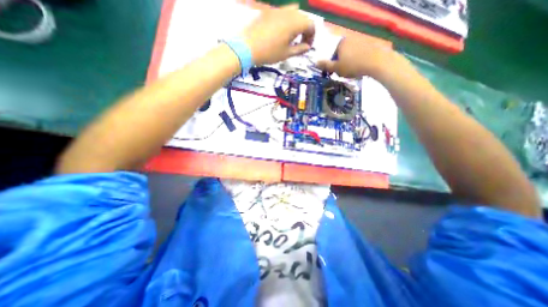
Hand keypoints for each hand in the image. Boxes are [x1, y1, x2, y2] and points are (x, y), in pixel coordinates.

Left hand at [243, 4, 314, 65]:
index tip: (307, 47)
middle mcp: (289, 12)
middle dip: (305, 30)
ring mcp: (278, 9)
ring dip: (296, 25)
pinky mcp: (269, 11)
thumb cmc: (270, 52)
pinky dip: (287, 21)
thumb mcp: (287, 54)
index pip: (311, 25)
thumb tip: (307, 47)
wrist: (247, 47)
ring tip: (291, 38)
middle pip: (303, 17)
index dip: (311, 37)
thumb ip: (300, 49)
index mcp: (296, 22)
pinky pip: (283, 13)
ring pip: (293, 13)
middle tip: (300, 43)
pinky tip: (281, 32)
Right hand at [315, 36, 401, 78]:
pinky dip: (356, 61)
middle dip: (339, 63)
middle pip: (340, 54)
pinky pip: (357, 55)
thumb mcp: (336, 68)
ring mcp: (360, 41)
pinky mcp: (368, 46)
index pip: (331, 54)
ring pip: (349, 54)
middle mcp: (349, 39)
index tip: (333, 72)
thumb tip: (315, 62)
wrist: (376, 62)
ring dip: (347, 63)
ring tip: (350, 72)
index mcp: (340, 43)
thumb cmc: (352, 66)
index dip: (331, 64)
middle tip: (341, 73)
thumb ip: (326, 65)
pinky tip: (358, 68)